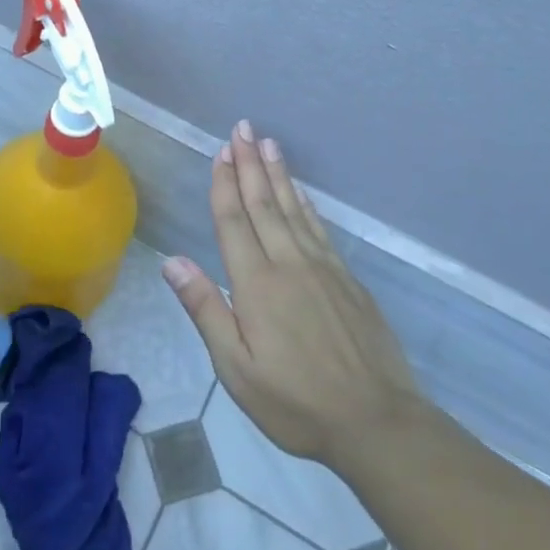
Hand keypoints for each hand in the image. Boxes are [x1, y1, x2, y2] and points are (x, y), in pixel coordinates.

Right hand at [162, 120, 423, 473]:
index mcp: (257, 284)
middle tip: (243, 128)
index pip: (235, 222)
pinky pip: (320, 229)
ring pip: (294, 209)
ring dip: (278, 174)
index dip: (225, 184)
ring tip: (268, 143)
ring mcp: (323, 268)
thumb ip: (206, 310)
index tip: (221, 151)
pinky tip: (301, 192)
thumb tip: (173, 261)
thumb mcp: (237, 368)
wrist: (376, 421)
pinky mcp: (347, 279)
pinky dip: (306, 204)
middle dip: (250, 164)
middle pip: (264, 204)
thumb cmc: (296, 402)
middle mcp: (289, 264)